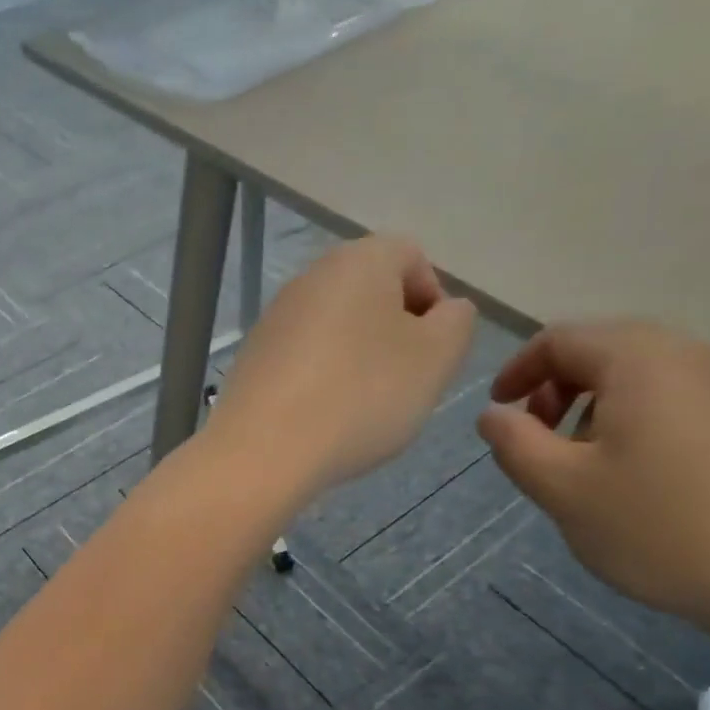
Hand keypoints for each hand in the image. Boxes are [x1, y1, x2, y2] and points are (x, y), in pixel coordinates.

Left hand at [208, 236, 475, 498]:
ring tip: (360, 409)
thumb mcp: (436, 358)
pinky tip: (322, 419)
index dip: (432, 304)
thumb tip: (445, 311)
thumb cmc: (361, 397)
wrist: (263, 451)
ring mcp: (274, 318)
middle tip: (402, 385)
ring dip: (358, 362)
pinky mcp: (252, 357)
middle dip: (395, 336)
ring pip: (337, 330)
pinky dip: (320, 382)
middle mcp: (310, 276)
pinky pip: (303, 360)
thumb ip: (456, 323)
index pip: (413, 259)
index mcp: (359, 259)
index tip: (431, 354)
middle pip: (371, 295)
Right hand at [478, 320, 709, 636]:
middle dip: (557, 388)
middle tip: (538, 438)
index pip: (560, 339)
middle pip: (604, 349)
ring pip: (643, 375)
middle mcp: (692, 356)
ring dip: (596, 405)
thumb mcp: (561, 488)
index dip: (517, 371)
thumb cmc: (658, 527)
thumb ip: (514, 443)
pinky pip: (679, 399)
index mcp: (641, 361)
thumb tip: (495, 414)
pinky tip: (639, 476)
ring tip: (585, 463)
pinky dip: (639, 420)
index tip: (499, 413)